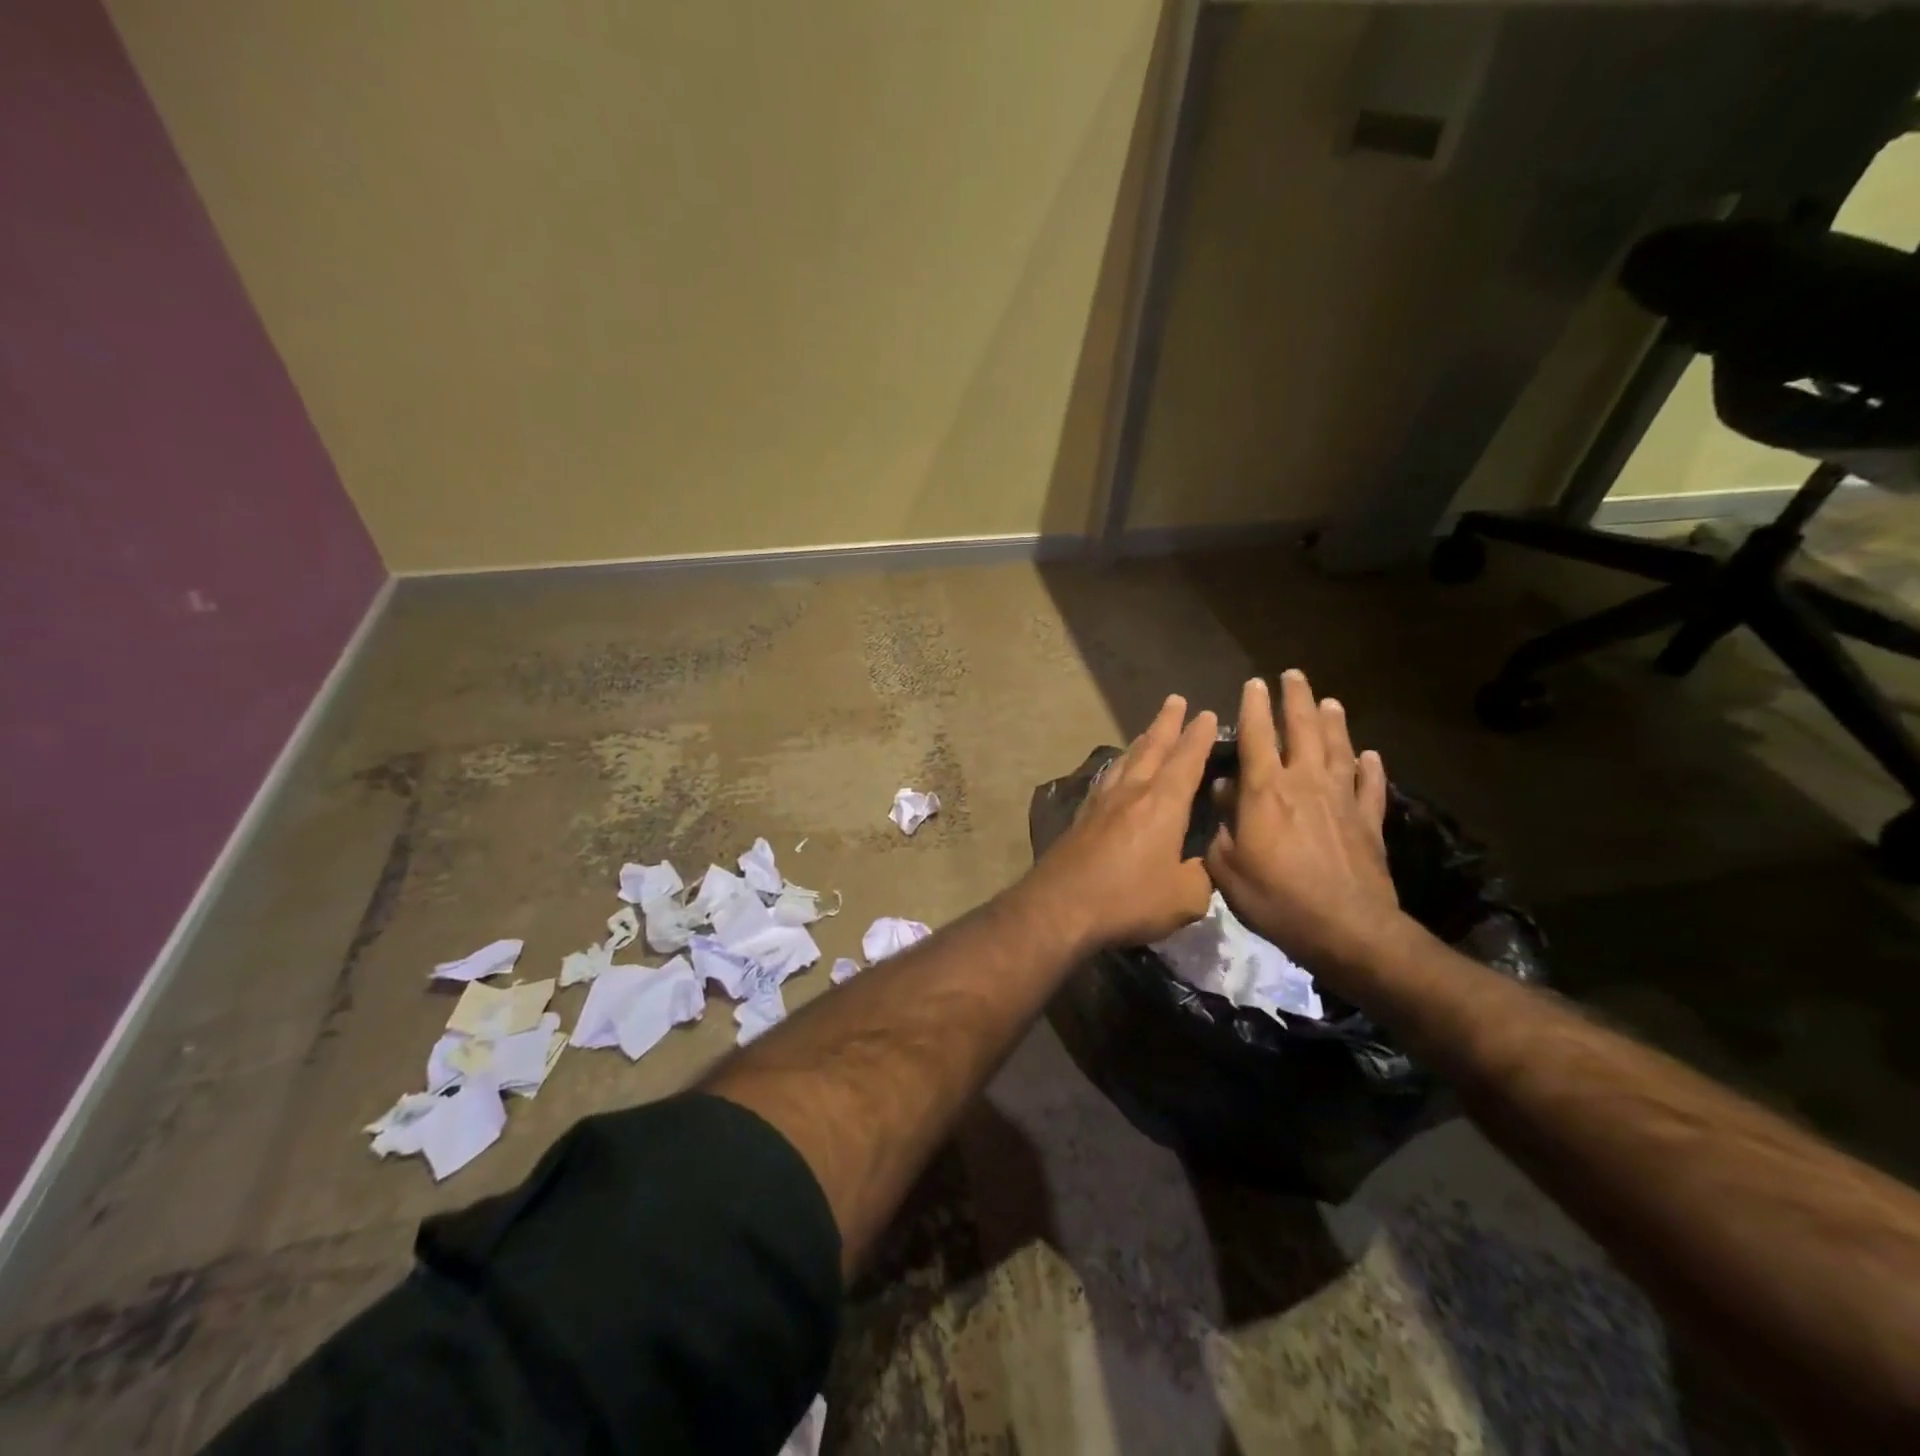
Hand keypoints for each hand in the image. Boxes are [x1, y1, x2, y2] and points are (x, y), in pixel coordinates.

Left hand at [1028, 695, 1217, 949]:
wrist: (1060, 906)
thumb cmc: (1128, 900)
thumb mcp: (1184, 898)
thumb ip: (1201, 876)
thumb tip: (1203, 865)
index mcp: (1162, 804)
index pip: (1186, 761)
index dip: (1199, 737)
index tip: (1207, 714)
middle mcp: (1132, 792)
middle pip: (1152, 748)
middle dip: (1167, 723)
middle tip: (1175, 700)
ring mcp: (1102, 802)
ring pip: (1126, 760)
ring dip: (1141, 741)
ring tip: (1149, 730)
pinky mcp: (1081, 817)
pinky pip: (1106, 778)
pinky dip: (1118, 765)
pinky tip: (1115, 770)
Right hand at [1205, 673, 1401, 973]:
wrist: (1348, 931)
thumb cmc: (1277, 899)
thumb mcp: (1228, 867)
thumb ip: (1222, 825)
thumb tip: (1223, 791)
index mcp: (1266, 791)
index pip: (1257, 737)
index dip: (1253, 707)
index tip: (1253, 683)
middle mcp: (1305, 783)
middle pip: (1303, 730)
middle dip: (1296, 699)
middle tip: (1293, 675)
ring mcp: (1342, 801)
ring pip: (1339, 750)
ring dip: (1334, 723)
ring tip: (1330, 701)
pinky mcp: (1369, 823)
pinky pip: (1371, 787)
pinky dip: (1371, 769)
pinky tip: (1371, 755)